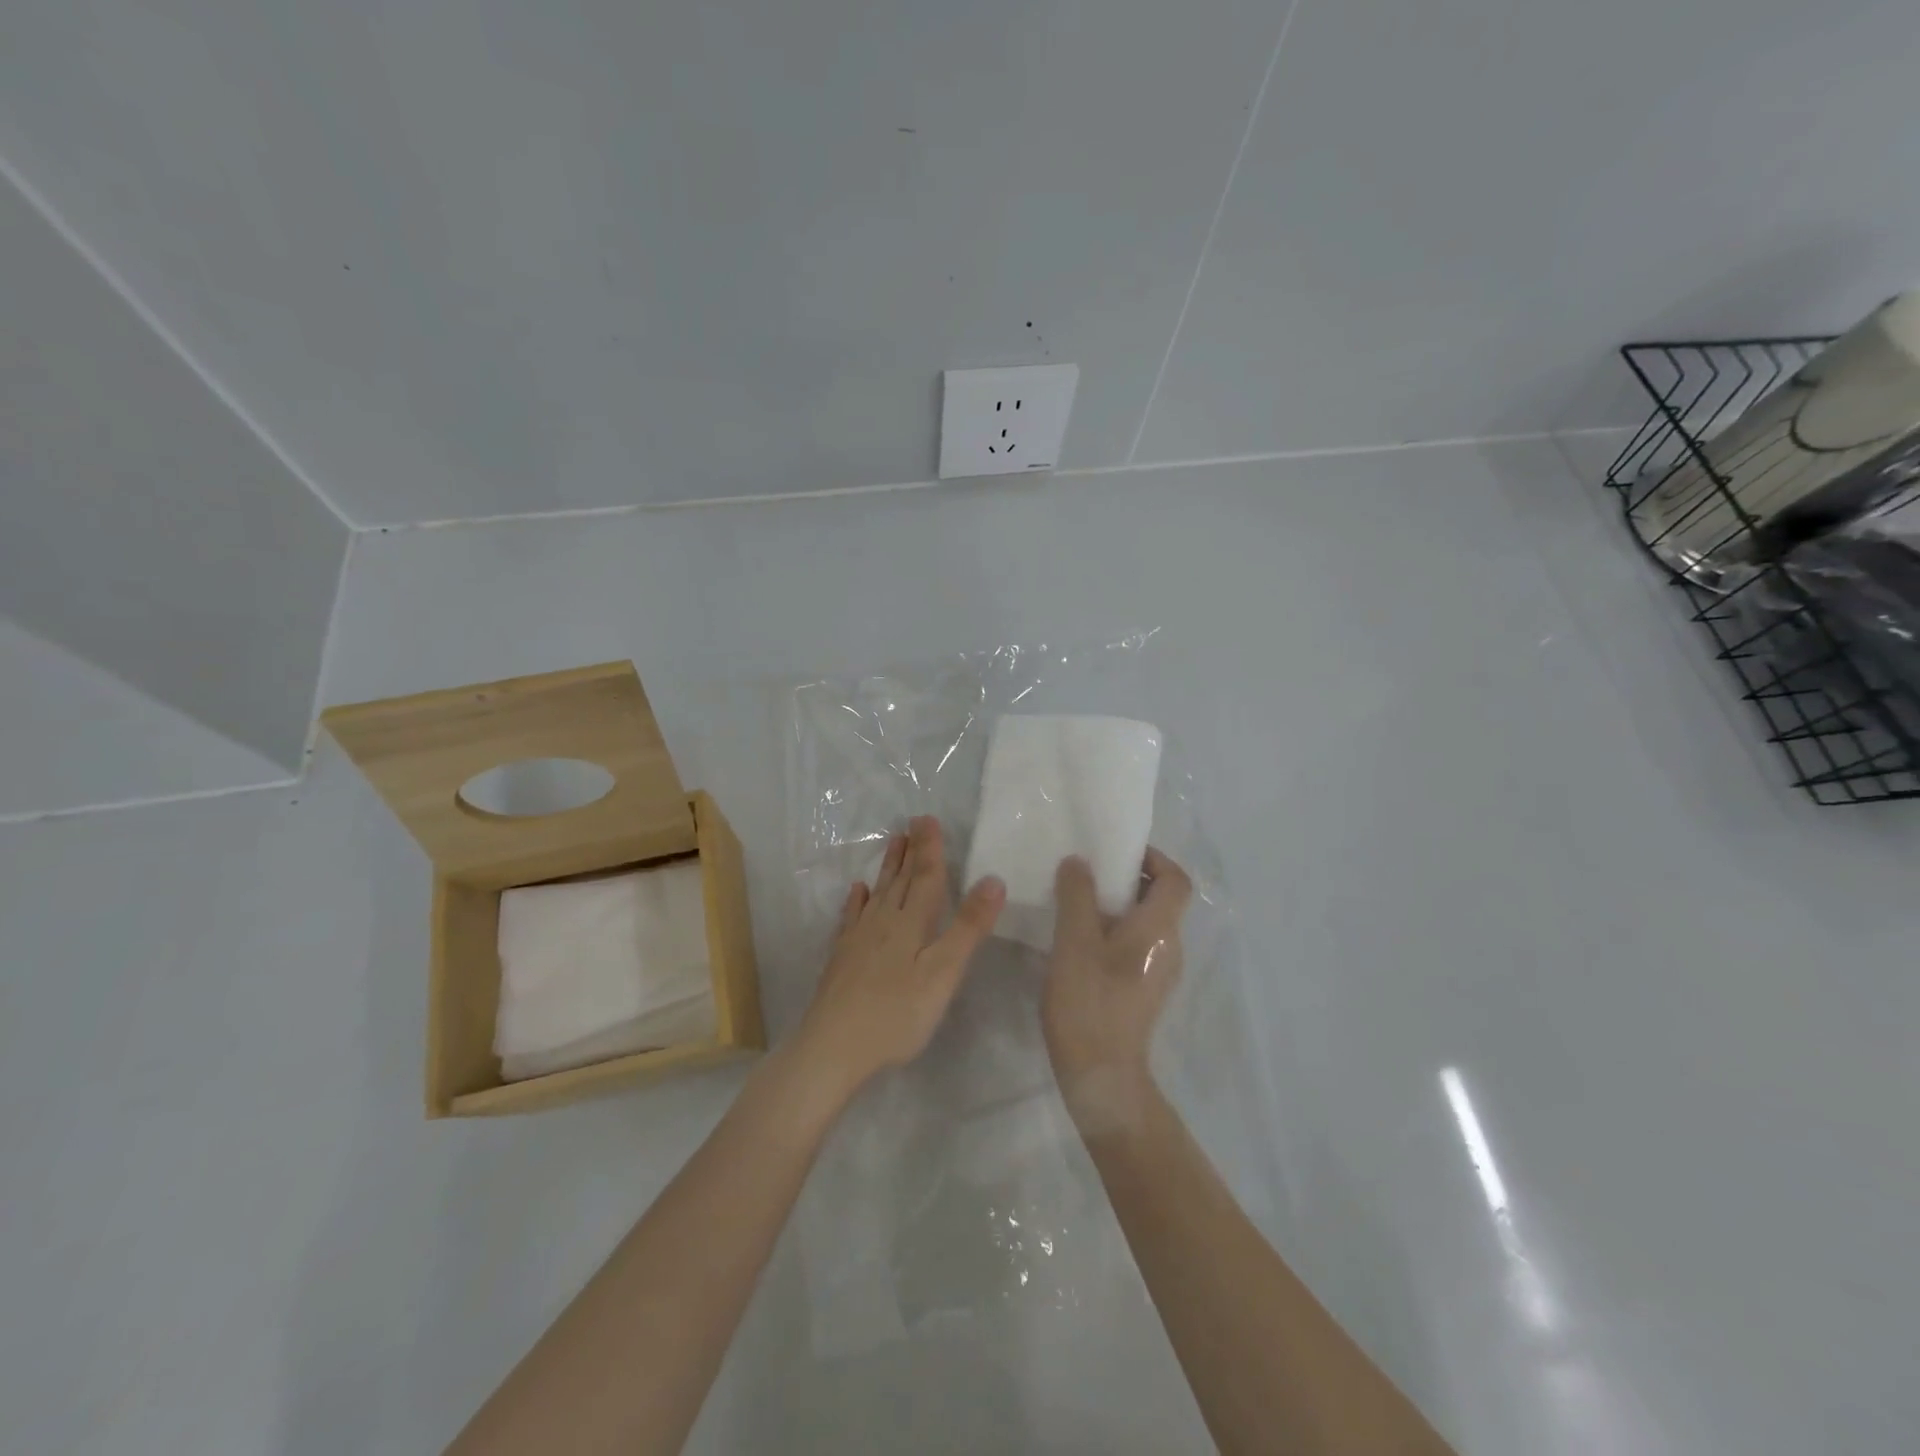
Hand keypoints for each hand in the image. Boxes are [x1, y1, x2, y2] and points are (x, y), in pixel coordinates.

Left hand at [794, 815, 1004, 1098]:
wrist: (833, 1047)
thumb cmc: (897, 1014)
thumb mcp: (943, 973)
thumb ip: (968, 927)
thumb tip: (993, 879)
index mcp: (911, 923)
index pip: (925, 877)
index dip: (930, 848)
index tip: (929, 818)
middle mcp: (883, 922)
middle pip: (900, 879)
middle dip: (911, 850)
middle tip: (913, 822)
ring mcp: (858, 938)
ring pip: (878, 893)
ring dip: (888, 867)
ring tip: (894, 843)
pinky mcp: (842, 957)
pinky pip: (852, 917)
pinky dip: (857, 900)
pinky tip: (857, 891)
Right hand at [1042, 847, 1191, 1130]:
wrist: (1101, 1075)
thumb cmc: (1089, 1001)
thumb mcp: (1074, 940)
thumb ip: (1077, 895)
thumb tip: (1079, 862)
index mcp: (1159, 929)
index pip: (1176, 880)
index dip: (1153, 859)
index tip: (1116, 854)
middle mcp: (1169, 947)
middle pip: (1160, 900)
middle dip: (1126, 880)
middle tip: (1085, 876)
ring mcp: (1159, 973)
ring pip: (1145, 924)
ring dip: (1115, 908)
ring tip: (1075, 907)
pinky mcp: (1143, 992)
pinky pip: (1135, 947)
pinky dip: (1113, 934)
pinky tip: (1078, 945)